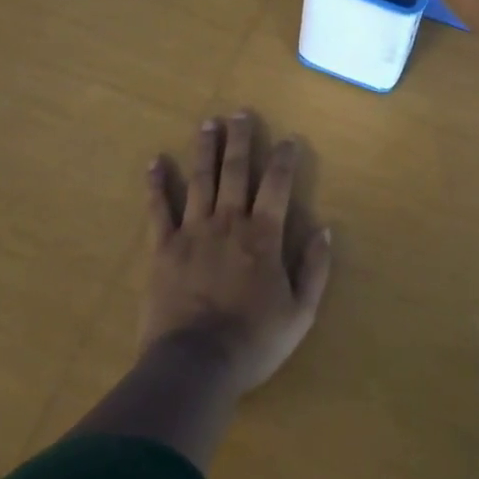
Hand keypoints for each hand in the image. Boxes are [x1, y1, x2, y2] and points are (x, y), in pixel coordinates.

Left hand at [141, 112, 333, 397]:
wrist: (195, 365)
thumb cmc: (253, 341)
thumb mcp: (300, 313)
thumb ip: (314, 269)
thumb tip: (324, 229)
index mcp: (263, 236)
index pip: (276, 185)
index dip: (283, 159)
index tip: (288, 139)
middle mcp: (229, 222)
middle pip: (235, 171)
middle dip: (240, 139)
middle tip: (240, 113)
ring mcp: (193, 232)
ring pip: (200, 180)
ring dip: (205, 149)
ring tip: (207, 123)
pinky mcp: (163, 248)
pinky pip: (159, 209)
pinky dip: (157, 184)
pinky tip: (155, 162)